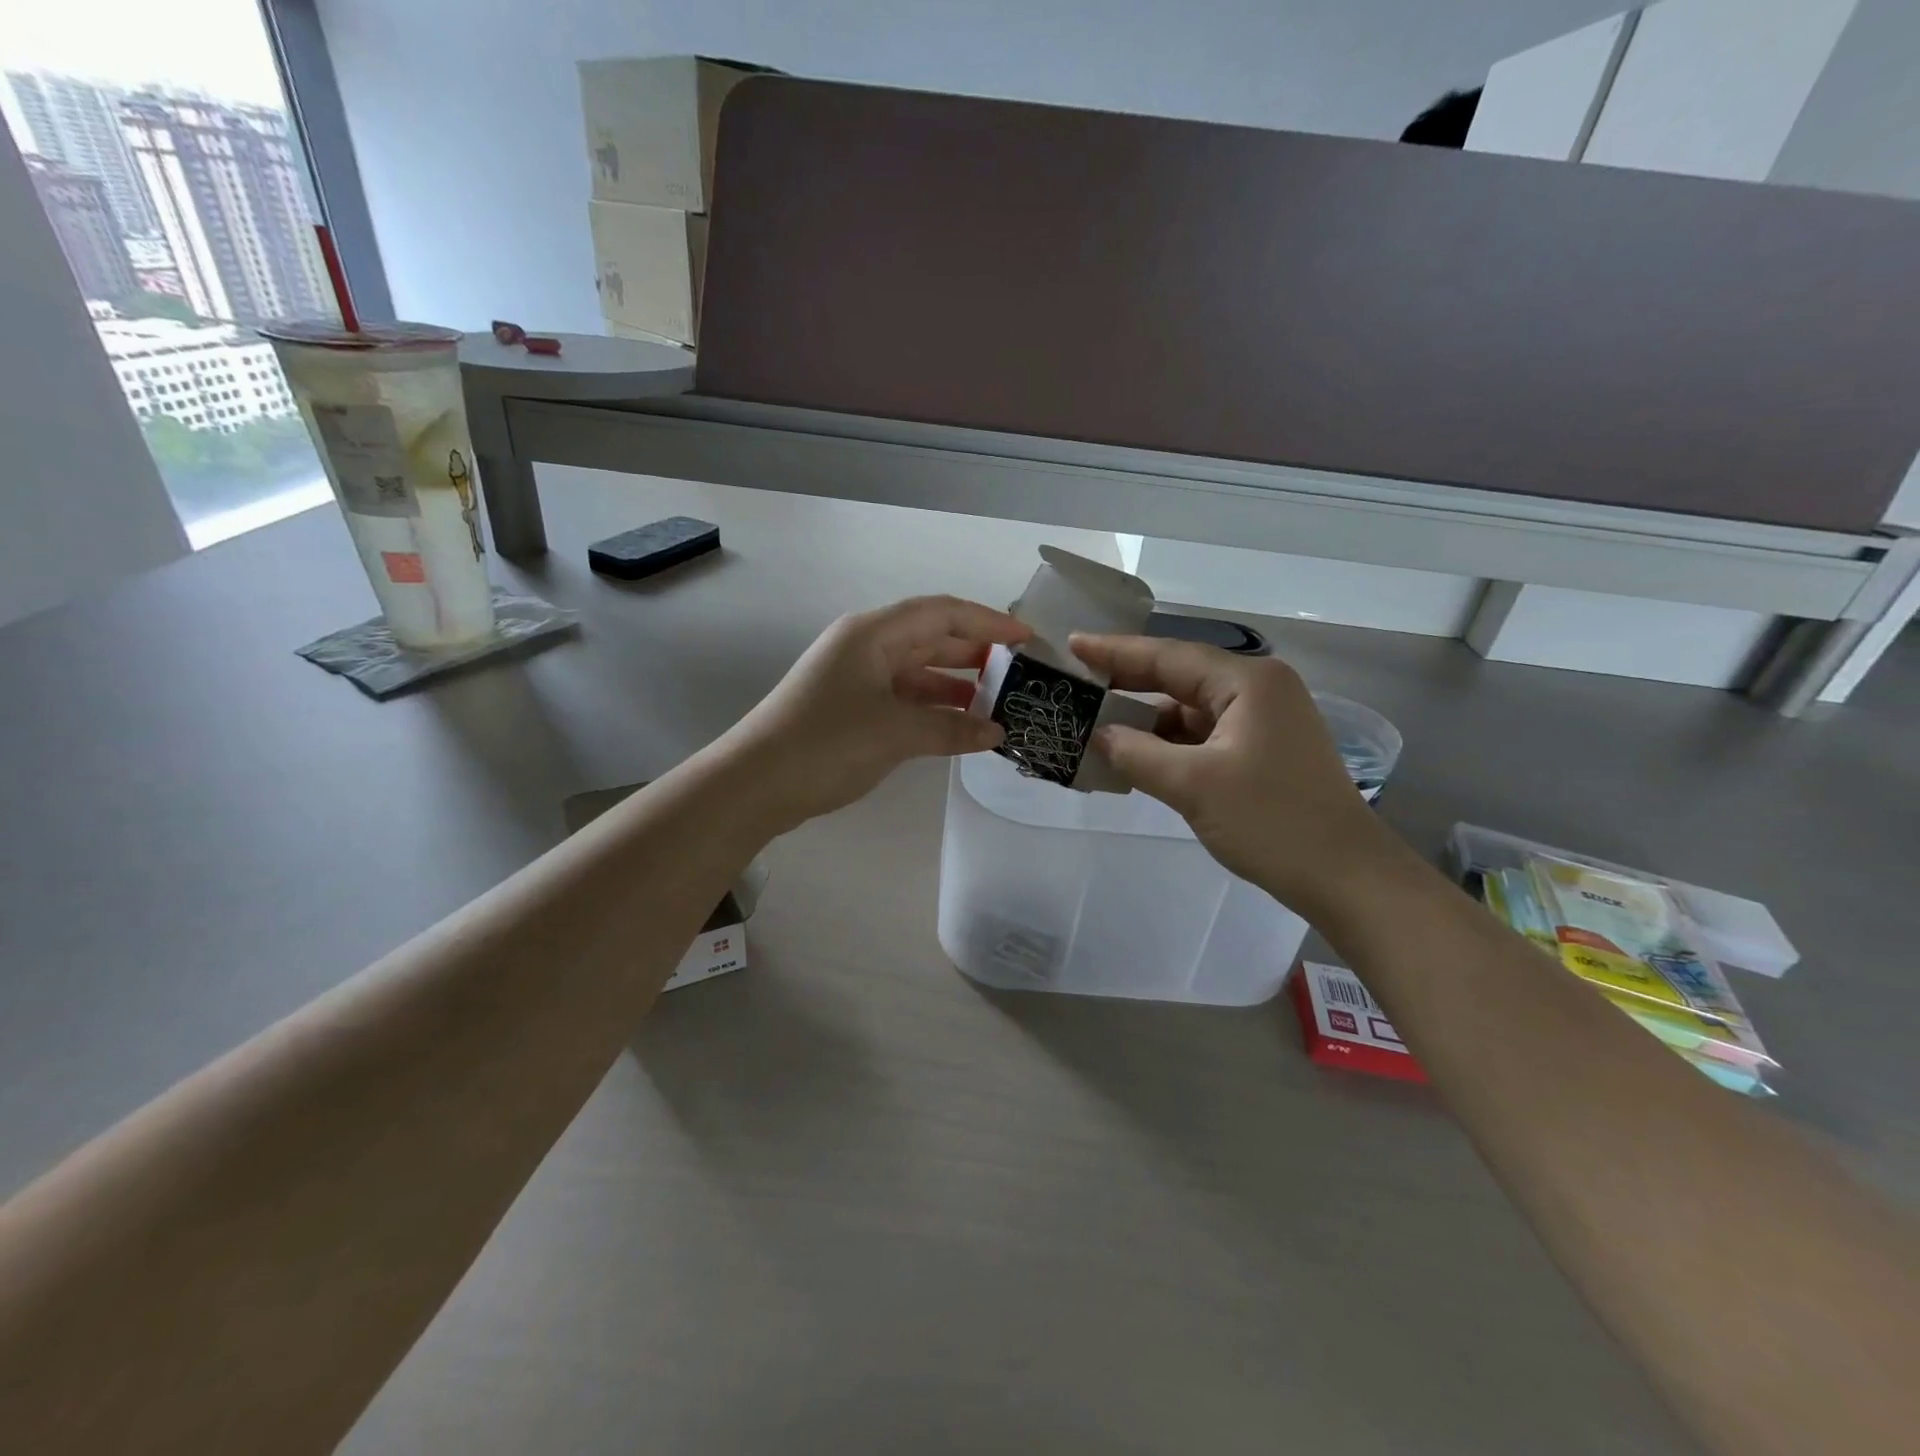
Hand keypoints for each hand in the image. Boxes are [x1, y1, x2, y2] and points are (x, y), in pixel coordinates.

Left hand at [719, 596, 1028, 832]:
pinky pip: (904, 698)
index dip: (987, 622)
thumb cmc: (826, 743)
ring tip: (1000, 701)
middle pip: (931, 638)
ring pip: (918, 671)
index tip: (1027, 639)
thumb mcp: (895, 733)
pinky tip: (961, 725)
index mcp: (872, 634)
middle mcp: (865, 647)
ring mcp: (856, 678)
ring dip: (956, 684)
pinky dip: (933, 709)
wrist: (755, 784)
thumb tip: (997, 732)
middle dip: (976, 653)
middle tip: (1021, 672)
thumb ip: (951, 729)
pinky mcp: (851, 709)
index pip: (941, 613)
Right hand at [1071, 634, 1399, 916]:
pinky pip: (1202, 736)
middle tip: (1075, 683)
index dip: (1115, 652)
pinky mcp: (1261, 751)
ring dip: (1145, 720)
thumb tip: (1098, 735)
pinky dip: (1168, 744)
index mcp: (1248, 683)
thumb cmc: (1272, 821)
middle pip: (1179, 678)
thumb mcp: (1193, 786)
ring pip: (1189, 710)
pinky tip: (1135, 754)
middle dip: (1127, 683)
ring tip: (1093, 723)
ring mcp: (1262, 721)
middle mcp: (1257, 690)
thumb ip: (1137, 754)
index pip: (1168, 656)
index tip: (1072, 646)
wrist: (1345, 877)